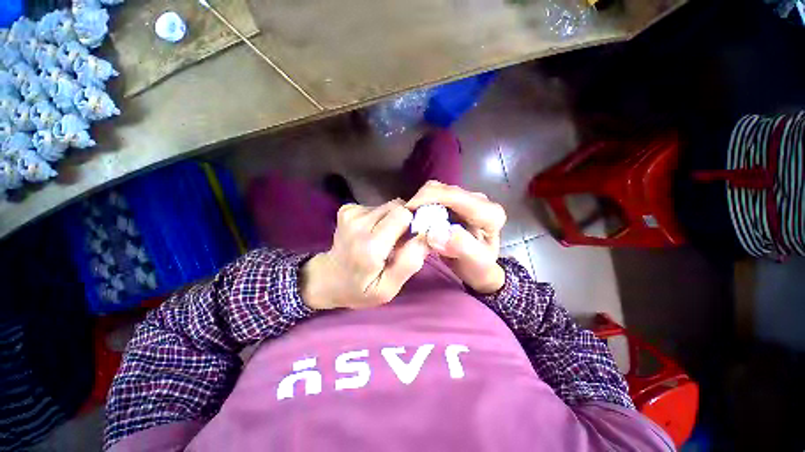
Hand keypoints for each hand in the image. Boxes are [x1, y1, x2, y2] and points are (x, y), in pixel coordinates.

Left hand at [301, 199, 428, 309]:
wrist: (329, 278)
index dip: (412, 225)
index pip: (403, 215)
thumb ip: (408, 264)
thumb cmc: (360, 288)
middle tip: (397, 242)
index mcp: (370, 245)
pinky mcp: (348, 208)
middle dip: (404, 222)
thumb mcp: (388, 289)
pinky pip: (377, 206)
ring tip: (384, 239)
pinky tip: (373, 233)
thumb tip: (425, 237)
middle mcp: (358, 222)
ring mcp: (350, 213)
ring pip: (389, 206)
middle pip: (397, 207)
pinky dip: (380, 218)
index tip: (409, 241)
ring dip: (392, 221)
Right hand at [406, 181, 505, 293]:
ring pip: (437, 190)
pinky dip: (422, 205)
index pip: (455, 196)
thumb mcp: (475, 263)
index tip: (408, 210)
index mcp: (489, 213)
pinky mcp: (456, 202)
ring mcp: (467, 199)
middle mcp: (480, 200)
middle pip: (444, 190)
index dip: (429, 198)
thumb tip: (435, 232)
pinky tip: (415, 217)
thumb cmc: (479, 268)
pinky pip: (434, 196)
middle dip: (421, 201)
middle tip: (405, 219)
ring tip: (409, 219)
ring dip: (420, 203)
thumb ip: (461, 247)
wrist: (479, 268)